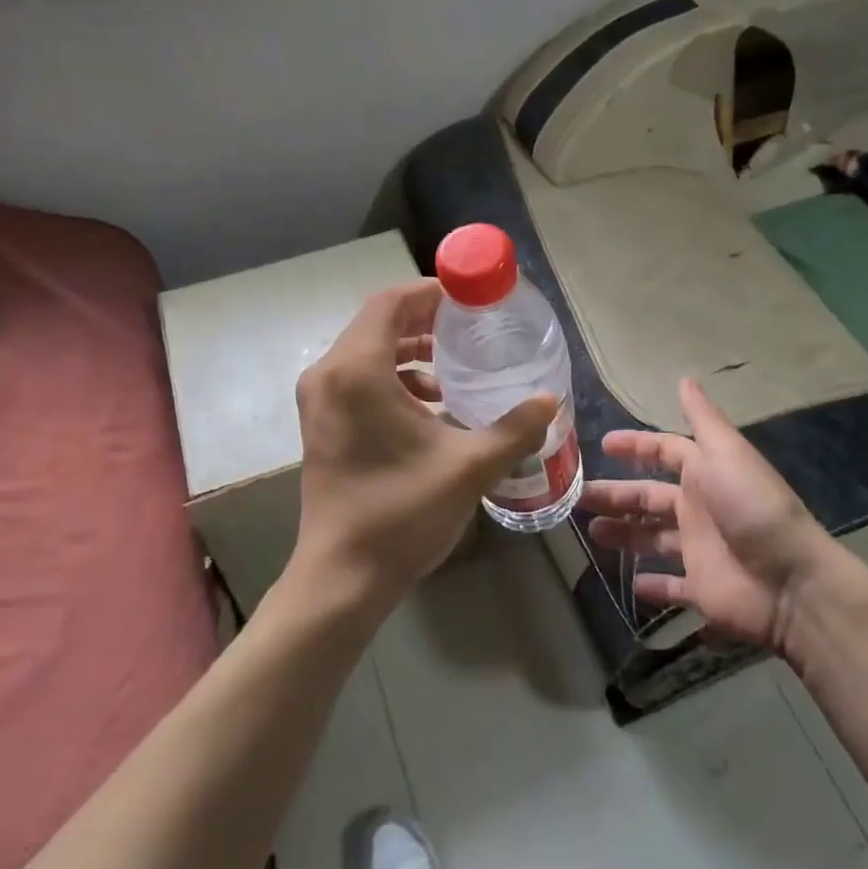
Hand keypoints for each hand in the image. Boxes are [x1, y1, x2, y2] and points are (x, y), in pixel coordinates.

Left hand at [291, 280, 556, 610]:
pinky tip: (429, 401)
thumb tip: (549, 401)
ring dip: (408, 347)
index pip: (390, 302)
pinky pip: (357, 376)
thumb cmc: (401, 513)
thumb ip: (514, 428)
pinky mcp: (320, 422)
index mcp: (356, 371)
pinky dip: (392, 374)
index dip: (430, 292)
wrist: (342, 577)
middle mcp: (328, 374)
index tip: (468, 299)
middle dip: (424, 318)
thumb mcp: (468, 467)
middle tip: (469, 326)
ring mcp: (318, 399)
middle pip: (377, 321)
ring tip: (452, 363)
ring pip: (366, 349)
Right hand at [584, 378, 867, 652]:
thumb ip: (702, 419)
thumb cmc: (752, 508)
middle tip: (578, 496)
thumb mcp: (726, 454)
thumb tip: (685, 378)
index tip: (602, 445)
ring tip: (591, 532)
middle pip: (648, 497)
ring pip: (651, 538)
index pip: (663, 453)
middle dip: (615, 494)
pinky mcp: (701, 590)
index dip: (635, 447)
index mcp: (704, 474)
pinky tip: (629, 584)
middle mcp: (698, 508)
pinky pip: (672, 586)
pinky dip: (653, 585)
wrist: (791, 582)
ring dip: (623, 533)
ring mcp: (699, 550)